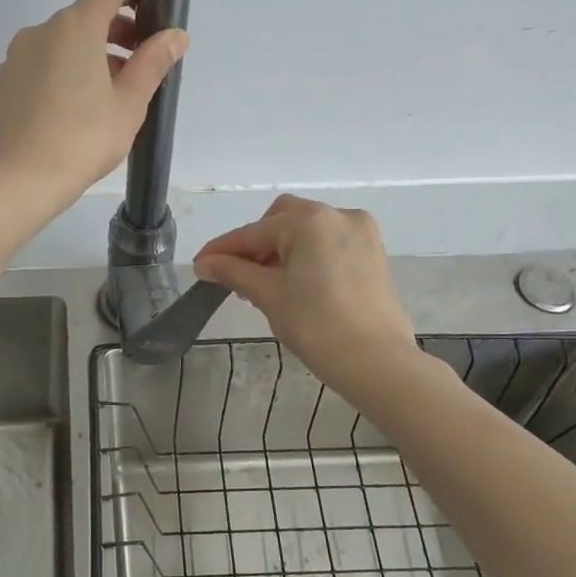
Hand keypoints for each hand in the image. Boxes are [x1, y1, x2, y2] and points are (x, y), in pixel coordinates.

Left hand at [0, 0, 187, 212]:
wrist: (19, 181)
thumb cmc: (83, 139)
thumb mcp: (130, 103)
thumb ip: (153, 62)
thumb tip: (175, 35)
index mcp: (75, 28)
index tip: (152, 13)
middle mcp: (39, 32)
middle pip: (83, 18)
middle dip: (115, 34)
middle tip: (138, 67)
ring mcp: (14, 59)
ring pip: (59, 46)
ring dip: (87, 58)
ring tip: (107, 98)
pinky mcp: (1, 86)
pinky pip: (37, 70)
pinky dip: (59, 77)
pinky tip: (70, 115)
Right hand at [194, 195, 418, 393]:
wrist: (376, 361)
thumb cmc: (316, 325)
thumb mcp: (269, 295)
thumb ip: (234, 272)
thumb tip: (205, 264)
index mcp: (309, 221)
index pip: (254, 233)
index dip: (222, 250)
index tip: (200, 265)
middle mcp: (337, 215)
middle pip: (282, 219)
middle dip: (257, 243)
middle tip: (238, 275)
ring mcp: (360, 233)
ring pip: (307, 230)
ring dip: (282, 249)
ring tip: (265, 284)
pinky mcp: (373, 253)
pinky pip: (329, 243)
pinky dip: (307, 255)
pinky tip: (295, 283)